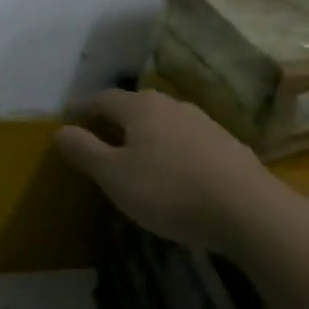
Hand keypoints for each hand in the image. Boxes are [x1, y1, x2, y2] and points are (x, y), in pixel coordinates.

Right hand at [55, 88, 281, 251]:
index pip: (103, 98)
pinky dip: (171, 148)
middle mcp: (172, 105)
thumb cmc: (169, 191)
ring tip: (136, 153)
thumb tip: (60, 130)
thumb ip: (85, 151)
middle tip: (100, 134)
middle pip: (136, 105)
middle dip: (116, 117)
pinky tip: (174, 170)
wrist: (248, 209)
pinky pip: (187, 140)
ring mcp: (204, 122)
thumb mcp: (115, 176)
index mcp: (141, 108)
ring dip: (146, 133)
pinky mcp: (227, 145)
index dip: (83, 107)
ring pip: (164, 121)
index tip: (68, 117)